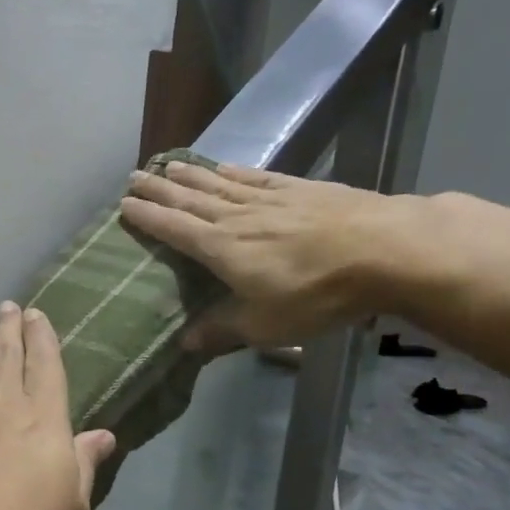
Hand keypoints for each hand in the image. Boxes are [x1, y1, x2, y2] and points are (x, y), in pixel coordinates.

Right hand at [120, 161, 418, 353]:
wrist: (384, 250)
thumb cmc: (316, 294)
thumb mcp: (265, 325)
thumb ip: (221, 330)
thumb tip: (183, 343)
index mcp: (222, 249)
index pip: (174, 229)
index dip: (148, 217)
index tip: (124, 205)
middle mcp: (237, 217)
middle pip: (189, 199)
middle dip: (160, 189)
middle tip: (135, 176)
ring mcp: (269, 198)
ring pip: (218, 184)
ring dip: (190, 176)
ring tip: (168, 166)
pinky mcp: (300, 189)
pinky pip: (256, 177)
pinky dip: (234, 171)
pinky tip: (225, 167)